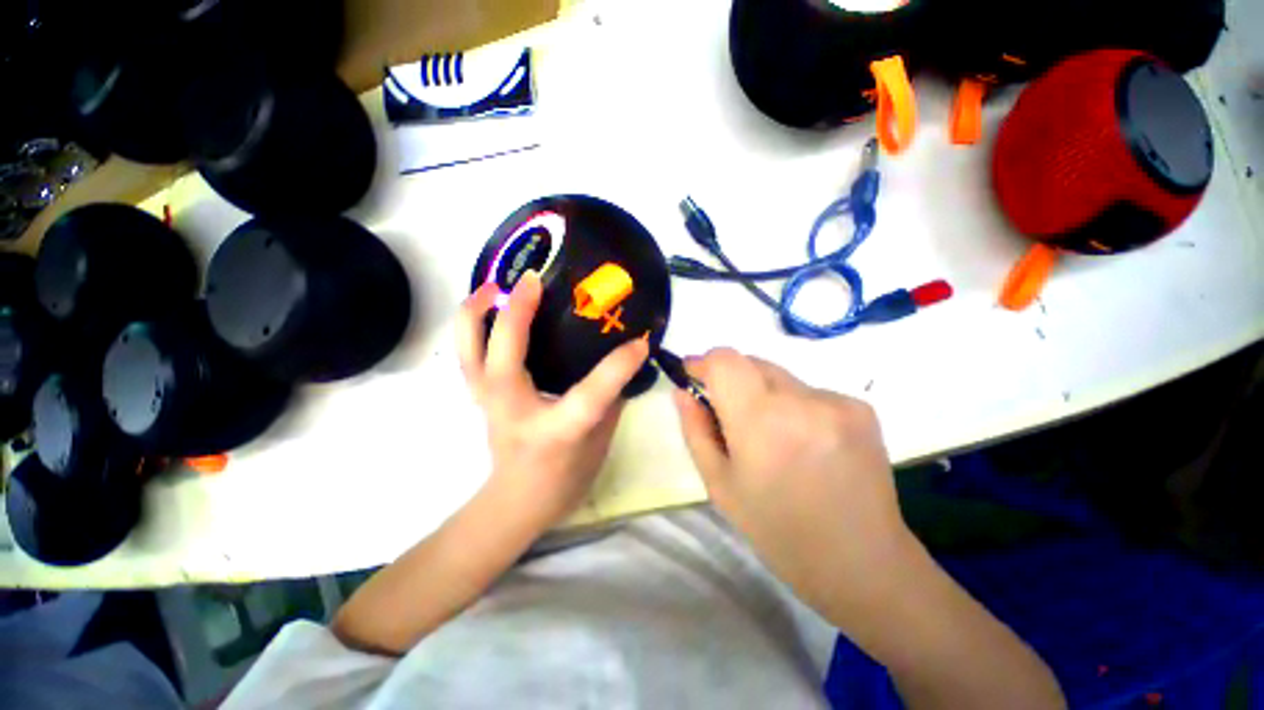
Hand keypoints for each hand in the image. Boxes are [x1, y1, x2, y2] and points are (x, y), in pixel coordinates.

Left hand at [457, 272, 649, 531]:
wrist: (517, 502)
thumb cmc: (564, 477)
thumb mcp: (600, 441)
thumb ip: (610, 398)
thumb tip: (623, 360)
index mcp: (555, 430)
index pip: (590, 393)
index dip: (618, 366)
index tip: (640, 343)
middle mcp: (514, 411)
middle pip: (504, 354)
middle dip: (517, 311)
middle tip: (535, 280)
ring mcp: (488, 402)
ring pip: (468, 349)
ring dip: (477, 312)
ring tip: (496, 286)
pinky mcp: (479, 396)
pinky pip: (467, 354)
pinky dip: (472, 326)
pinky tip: (488, 309)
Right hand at [673, 348, 914, 623]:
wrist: (861, 562)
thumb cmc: (776, 529)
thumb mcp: (719, 484)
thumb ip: (696, 429)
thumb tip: (682, 391)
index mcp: (761, 421)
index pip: (725, 359)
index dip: (705, 363)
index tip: (696, 378)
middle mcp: (802, 400)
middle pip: (752, 362)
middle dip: (733, 380)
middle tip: (733, 418)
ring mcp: (838, 401)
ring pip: (780, 377)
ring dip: (765, 394)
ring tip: (774, 438)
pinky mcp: (861, 407)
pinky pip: (809, 391)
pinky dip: (795, 406)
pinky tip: (806, 443)